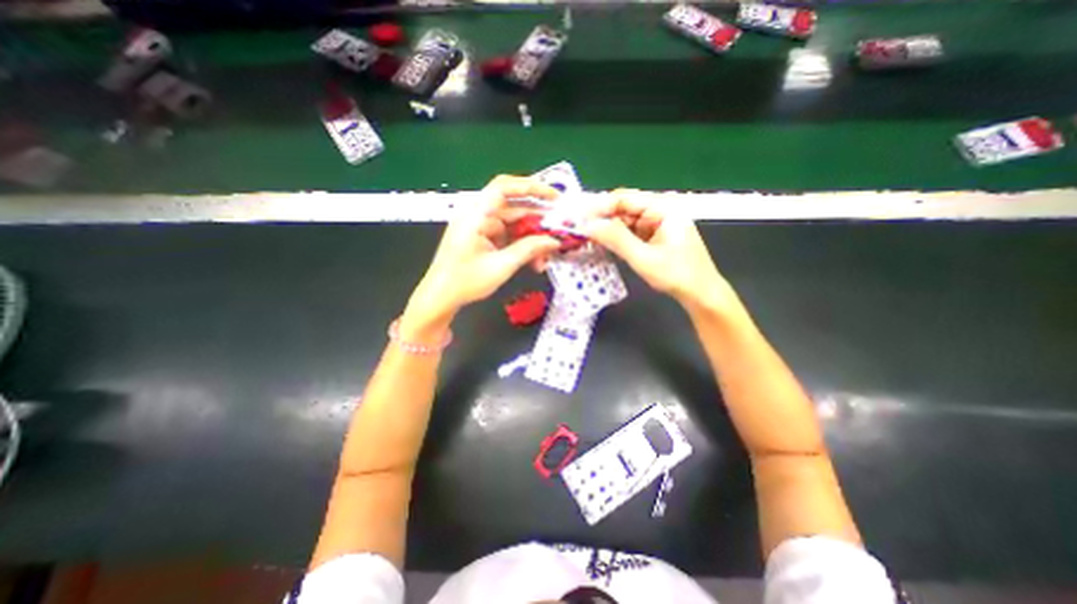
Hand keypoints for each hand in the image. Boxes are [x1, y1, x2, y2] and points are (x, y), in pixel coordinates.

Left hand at [404, 177, 563, 331]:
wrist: (440, 298)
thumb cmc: (465, 281)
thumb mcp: (501, 266)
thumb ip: (529, 250)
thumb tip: (555, 241)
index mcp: (476, 215)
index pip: (504, 187)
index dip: (531, 187)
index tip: (554, 197)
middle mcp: (478, 215)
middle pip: (513, 208)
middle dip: (537, 221)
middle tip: (559, 230)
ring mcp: (480, 227)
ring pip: (513, 225)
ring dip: (531, 238)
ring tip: (546, 256)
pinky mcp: (483, 238)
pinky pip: (507, 236)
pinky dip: (521, 246)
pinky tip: (534, 261)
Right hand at [582, 191, 742, 315]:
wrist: (700, 294)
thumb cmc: (676, 275)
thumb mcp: (644, 258)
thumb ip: (616, 239)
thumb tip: (588, 226)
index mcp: (663, 208)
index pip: (625, 199)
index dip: (600, 206)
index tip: (578, 217)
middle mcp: (660, 210)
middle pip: (624, 208)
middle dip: (602, 218)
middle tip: (579, 229)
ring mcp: (657, 224)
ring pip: (625, 221)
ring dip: (607, 229)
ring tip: (586, 237)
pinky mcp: (654, 236)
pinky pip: (630, 232)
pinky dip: (616, 237)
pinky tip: (603, 243)